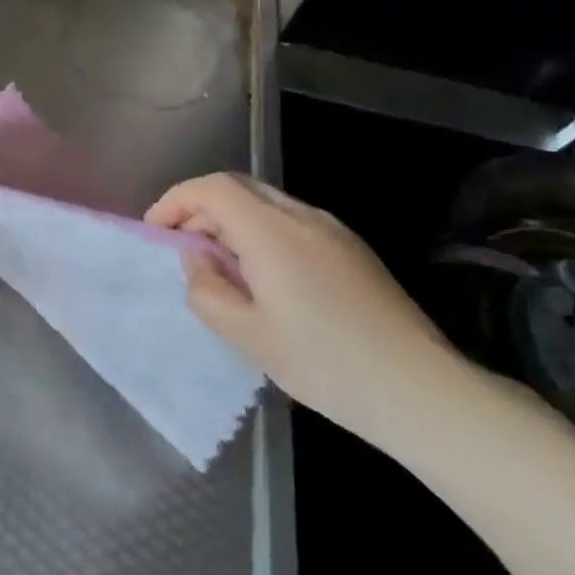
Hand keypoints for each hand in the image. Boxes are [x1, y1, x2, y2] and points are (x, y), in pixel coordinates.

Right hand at [147, 173, 469, 441]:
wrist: (419, 388)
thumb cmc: (325, 364)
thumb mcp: (248, 336)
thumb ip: (206, 289)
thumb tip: (196, 257)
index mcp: (271, 230)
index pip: (212, 188)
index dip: (176, 201)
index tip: (154, 230)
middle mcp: (301, 215)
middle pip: (238, 186)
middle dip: (200, 208)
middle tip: (181, 247)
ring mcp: (332, 228)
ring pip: (265, 202)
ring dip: (230, 219)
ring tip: (218, 264)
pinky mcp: (351, 246)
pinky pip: (290, 220)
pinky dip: (259, 231)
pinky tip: (261, 275)